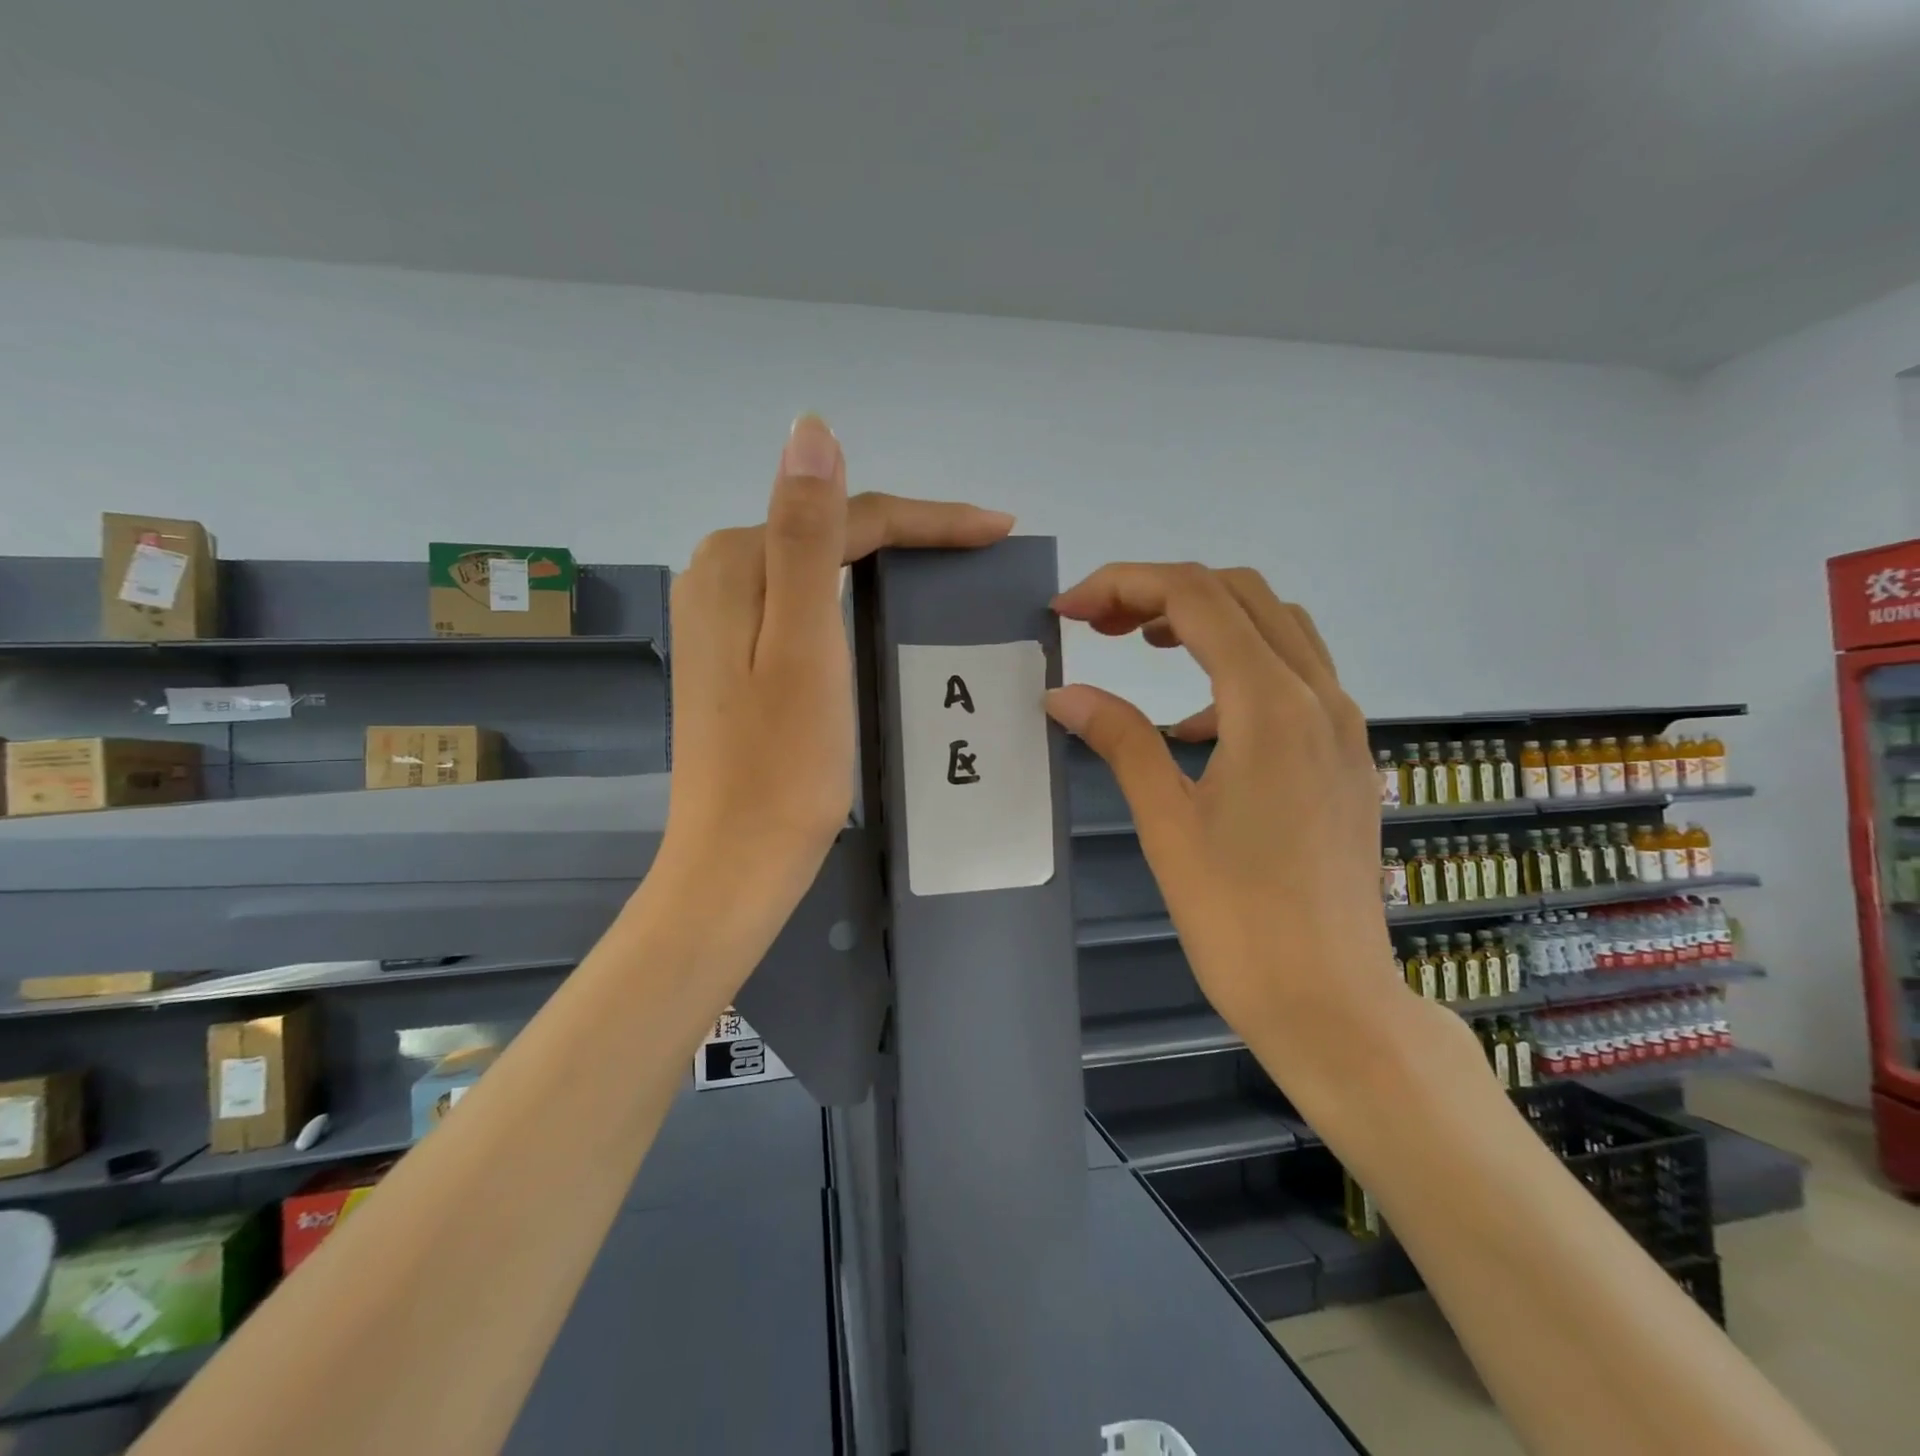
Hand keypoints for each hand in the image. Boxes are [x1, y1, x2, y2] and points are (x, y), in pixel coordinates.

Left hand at [662, 415, 1013, 908]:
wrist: (738, 859)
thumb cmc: (784, 764)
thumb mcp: (805, 644)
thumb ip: (805, 534)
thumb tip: (810, 428)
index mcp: (737, 563)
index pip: (846, 517)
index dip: (927, 518)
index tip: (997, 529)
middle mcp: (719, 576)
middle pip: (829, 534)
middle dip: (909, 534)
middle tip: (981, 546)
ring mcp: (722, 618)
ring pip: (818, 566)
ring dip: (883, 561)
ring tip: (949, 569)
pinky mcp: (735, 656)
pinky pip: (804, 603)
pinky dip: (852, 597)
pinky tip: (882, 607)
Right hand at [1046, 564, 1402, 1067]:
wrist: (1331, 1001)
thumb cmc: (1238, 918)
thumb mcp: (1167, 822)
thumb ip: (1119, 739)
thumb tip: (1063, 693)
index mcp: (1272, 705)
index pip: (1195, 597)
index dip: (1123, 586)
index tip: (1067, 610)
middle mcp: (1320, 696)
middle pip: (1240, 594)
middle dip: (1161, 592)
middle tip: (1099, 625)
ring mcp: (1343, 724)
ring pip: (1275, 626)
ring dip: (1204, 619)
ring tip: (1142, 650)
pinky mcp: (1347, 755)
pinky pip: (1293, 675)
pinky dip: (1236, 666)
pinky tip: (1194, 723)